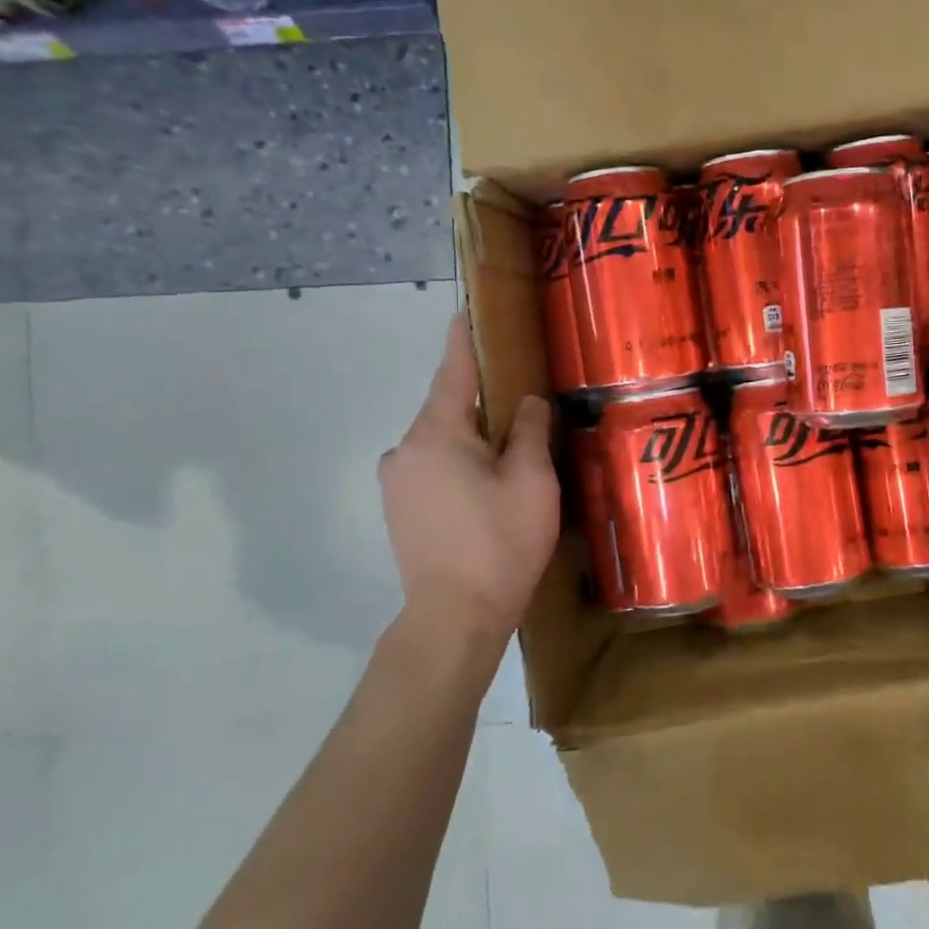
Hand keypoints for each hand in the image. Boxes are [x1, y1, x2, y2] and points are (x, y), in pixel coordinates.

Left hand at [380, 312, 560, 652]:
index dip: (463, 341)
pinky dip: (460, 460)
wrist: (455, 617)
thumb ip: (528, 432)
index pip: (453, 372)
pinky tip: (488, 481)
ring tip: (511, 446)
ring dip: (472, 435)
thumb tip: (527, 402)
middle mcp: (405, 449)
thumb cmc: (499, 542)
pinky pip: (433, 465)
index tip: (465, 312)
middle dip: (481, 398)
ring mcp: (397, 481)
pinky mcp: (399, 508)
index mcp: (437, 435)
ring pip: (441, 441)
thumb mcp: (531, 481)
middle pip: (448, 409)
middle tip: (520, 395)